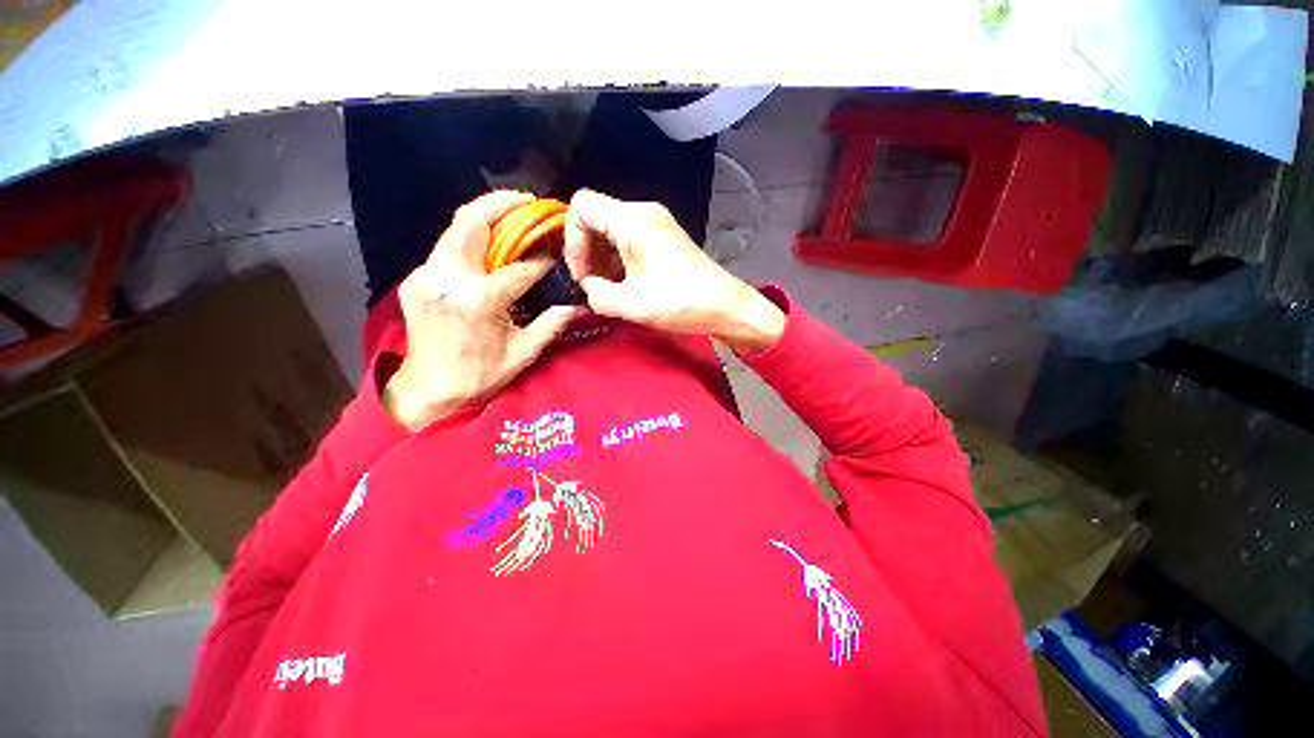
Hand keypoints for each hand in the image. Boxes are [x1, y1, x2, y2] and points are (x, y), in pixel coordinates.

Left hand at [384, 191, 584, 430]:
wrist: (427, 391)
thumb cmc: (479, 377)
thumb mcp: (522, 354)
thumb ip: (551, 325)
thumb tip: (580, 307)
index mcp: (477, 301)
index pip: (517, 269)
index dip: (540, 263)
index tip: (555, 258)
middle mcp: (447, 279)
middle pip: (472, 223)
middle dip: (502, 205)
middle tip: (528, 201)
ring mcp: (426, 276)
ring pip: (455, 229)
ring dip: (485, 216)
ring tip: (512, 211)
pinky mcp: (416, 279)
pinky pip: (447, 248)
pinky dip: (470, 238)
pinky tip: (488, 244)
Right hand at [563, 190, 784, 354]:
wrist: (726, 307)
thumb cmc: (682, 303)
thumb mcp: (632, 305)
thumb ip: (596, 294)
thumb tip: (589, 286)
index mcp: (633, 220)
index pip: (581, 206)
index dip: (572, 240)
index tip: (582, 274)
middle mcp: (643, 212)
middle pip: (595, 218)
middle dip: (586, 252)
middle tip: (594, 285)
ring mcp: (656, 223)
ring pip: (610, 230)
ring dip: (602, 259)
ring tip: (610, 289)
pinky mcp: (663, 237)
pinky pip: (628, 239)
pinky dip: (618, 260)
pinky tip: (625, 284)